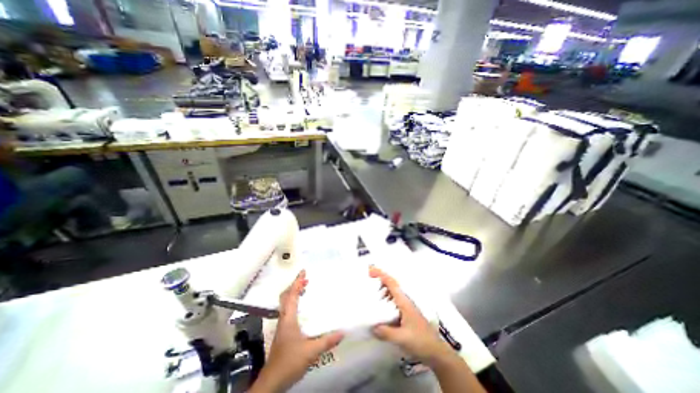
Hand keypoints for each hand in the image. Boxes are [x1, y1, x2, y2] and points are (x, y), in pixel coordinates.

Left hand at [252, 270, 343, 392]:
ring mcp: (282, 325)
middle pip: (286, 296)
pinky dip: (295, 303)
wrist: (272, 382)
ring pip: (286, 303)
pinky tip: (303, 309)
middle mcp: (284, 318)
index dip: (297, 282)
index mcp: (288, 318)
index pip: (291, 295)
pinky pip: (288, 310)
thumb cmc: (289, 362)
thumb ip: (327, 341)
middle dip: (295, 285)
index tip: (303, 271)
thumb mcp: (311, 351)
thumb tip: (343, 331)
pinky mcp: (283, 331)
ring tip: (305, 289)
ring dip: (294, 293)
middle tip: (306, 279)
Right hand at [369, 266, 450, 365]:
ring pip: (392, 292)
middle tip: (367, 279)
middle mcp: (404, 301)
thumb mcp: (402, 338)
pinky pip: (393, 301)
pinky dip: (385, 299)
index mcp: (404, 302)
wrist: (436, 351)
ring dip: (382, 288)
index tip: (370, 270)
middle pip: (391, 284)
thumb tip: (371, 326)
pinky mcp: (405, 313)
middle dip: (380, 279)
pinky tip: (379, 307)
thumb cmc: (420, 341)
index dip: (381, 275)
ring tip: (371, 292)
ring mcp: (406, 306)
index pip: (391, 283)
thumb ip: (386, 332)